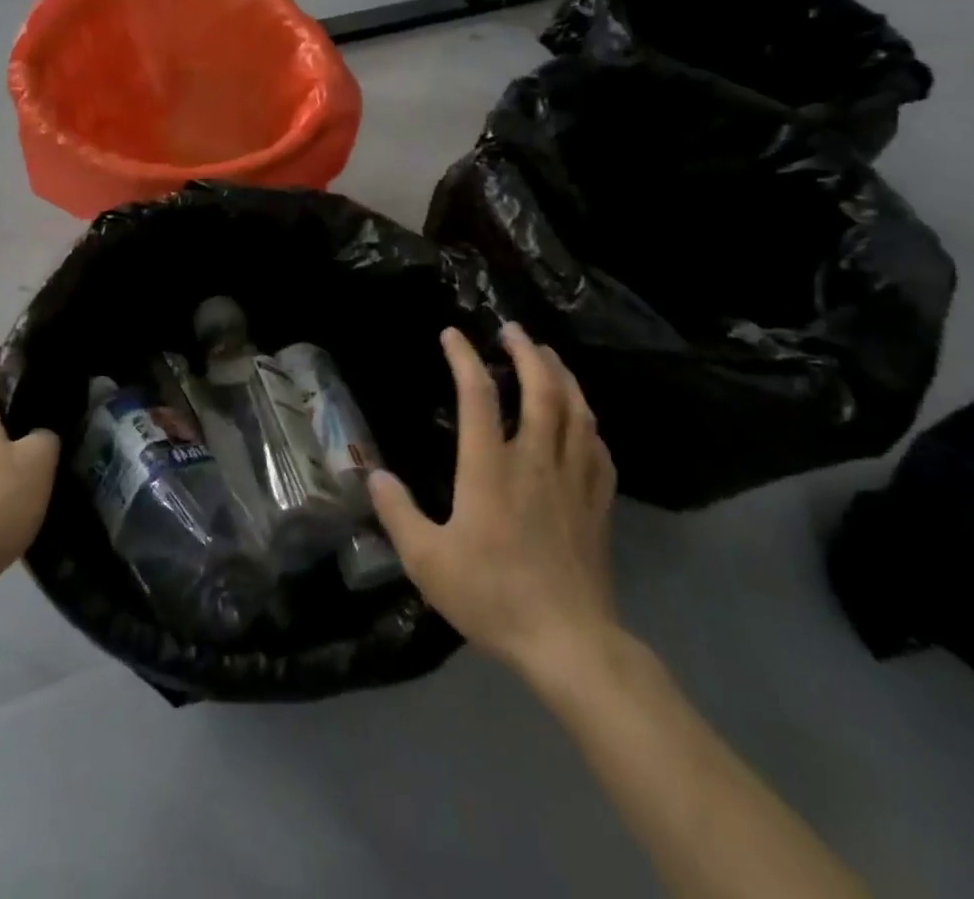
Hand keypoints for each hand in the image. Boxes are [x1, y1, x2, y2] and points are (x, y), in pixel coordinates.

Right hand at [370, 324, 621, 693]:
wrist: (569, 643)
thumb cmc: (492, 596)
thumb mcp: (427, 560)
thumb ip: (398, 513)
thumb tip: (374, 474)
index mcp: (490, 468)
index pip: (478, 395)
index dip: (464, 358)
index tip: (452, 335)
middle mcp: (535, 460)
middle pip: (541, 389)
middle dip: (527, 352)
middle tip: (513, 330)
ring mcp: (573, 479)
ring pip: (576, 410)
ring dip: (562, 375)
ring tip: (549, 356)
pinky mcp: (598, 503)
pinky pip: (598, 446)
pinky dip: (587, 420)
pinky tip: (582, 418)